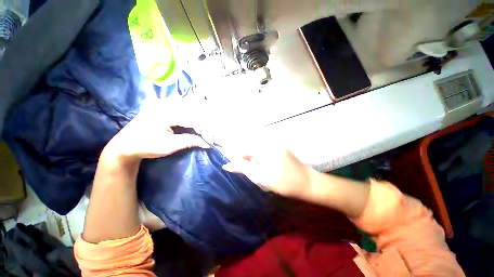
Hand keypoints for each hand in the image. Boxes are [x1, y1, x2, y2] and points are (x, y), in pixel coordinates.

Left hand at [103, 100, 208, 160]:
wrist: (125, 145)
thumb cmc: (146, 146)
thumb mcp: (169, 146)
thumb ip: (189, 141)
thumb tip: (207, 143)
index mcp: (165, 113)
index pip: (191, 117)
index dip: (203, 125)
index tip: (212, 132)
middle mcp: (164, 104)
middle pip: (190, 106)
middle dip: (203, 114)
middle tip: (213, 121)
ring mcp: (161, 103)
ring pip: (185, 103)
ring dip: (197, 109)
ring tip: (208, 115)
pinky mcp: (161, 105)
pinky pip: (179, 103)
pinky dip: (189, 108)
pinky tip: (196, 111)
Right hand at [222, 147, 315, 197]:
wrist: (308, 183)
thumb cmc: (285, 182)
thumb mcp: (261, 177)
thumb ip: (244, 168)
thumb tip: (228, 165)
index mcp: (265, 147)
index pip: (242, 146)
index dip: (232, 153)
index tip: (224, 158)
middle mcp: (269, 141)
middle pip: (248, 145)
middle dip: (239, 155)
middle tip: (233, 165)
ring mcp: (274, 143)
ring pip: (255, 147)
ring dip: (247, 156)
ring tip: (241, 165)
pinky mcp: (277, 147)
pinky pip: (262, 149)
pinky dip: (255, 156)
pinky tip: (254, 164)